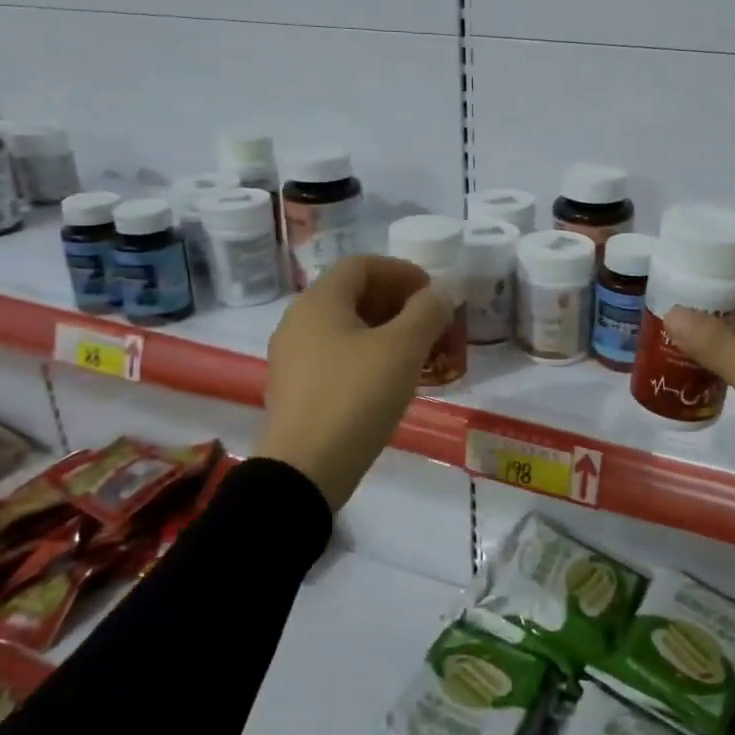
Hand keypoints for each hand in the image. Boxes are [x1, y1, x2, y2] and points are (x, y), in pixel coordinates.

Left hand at [254, 255, 453, 510]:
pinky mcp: (296, 389)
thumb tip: (441, 292)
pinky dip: (368, 356)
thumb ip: (427, 312)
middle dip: (399, 303)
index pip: (363, 264)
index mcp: (319, 301)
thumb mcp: (402, 349)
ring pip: (347, 328)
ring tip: (419, 354)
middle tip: (433, 325)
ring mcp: (293, 357)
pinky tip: (392, 381)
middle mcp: (299, 321)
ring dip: (386, 331)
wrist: (305, 470)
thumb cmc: (356, 397)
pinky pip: (337, 356)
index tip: (434, 295)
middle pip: (354, 294)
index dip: (403, 272)